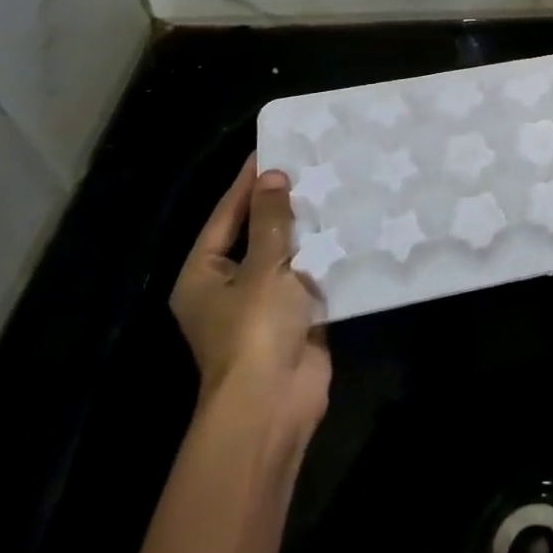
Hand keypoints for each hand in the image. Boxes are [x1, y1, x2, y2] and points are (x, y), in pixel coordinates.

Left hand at [170, 154, 329, 435]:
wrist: (274, 404)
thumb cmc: (255, 330)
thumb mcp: (263, 266)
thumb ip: (271, 219)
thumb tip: (271, 176)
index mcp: (204, 275)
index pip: (226, 215)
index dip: (248, 182)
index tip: (272, 148)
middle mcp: (228, 287)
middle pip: (256, 233)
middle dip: (282, 204)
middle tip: (310, 164)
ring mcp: (262, 305)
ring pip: (286, 255)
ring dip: (307, 229)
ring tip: (334, 187)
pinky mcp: (294, 318)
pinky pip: (309, 277)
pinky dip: (325, 256)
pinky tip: (348, 228)